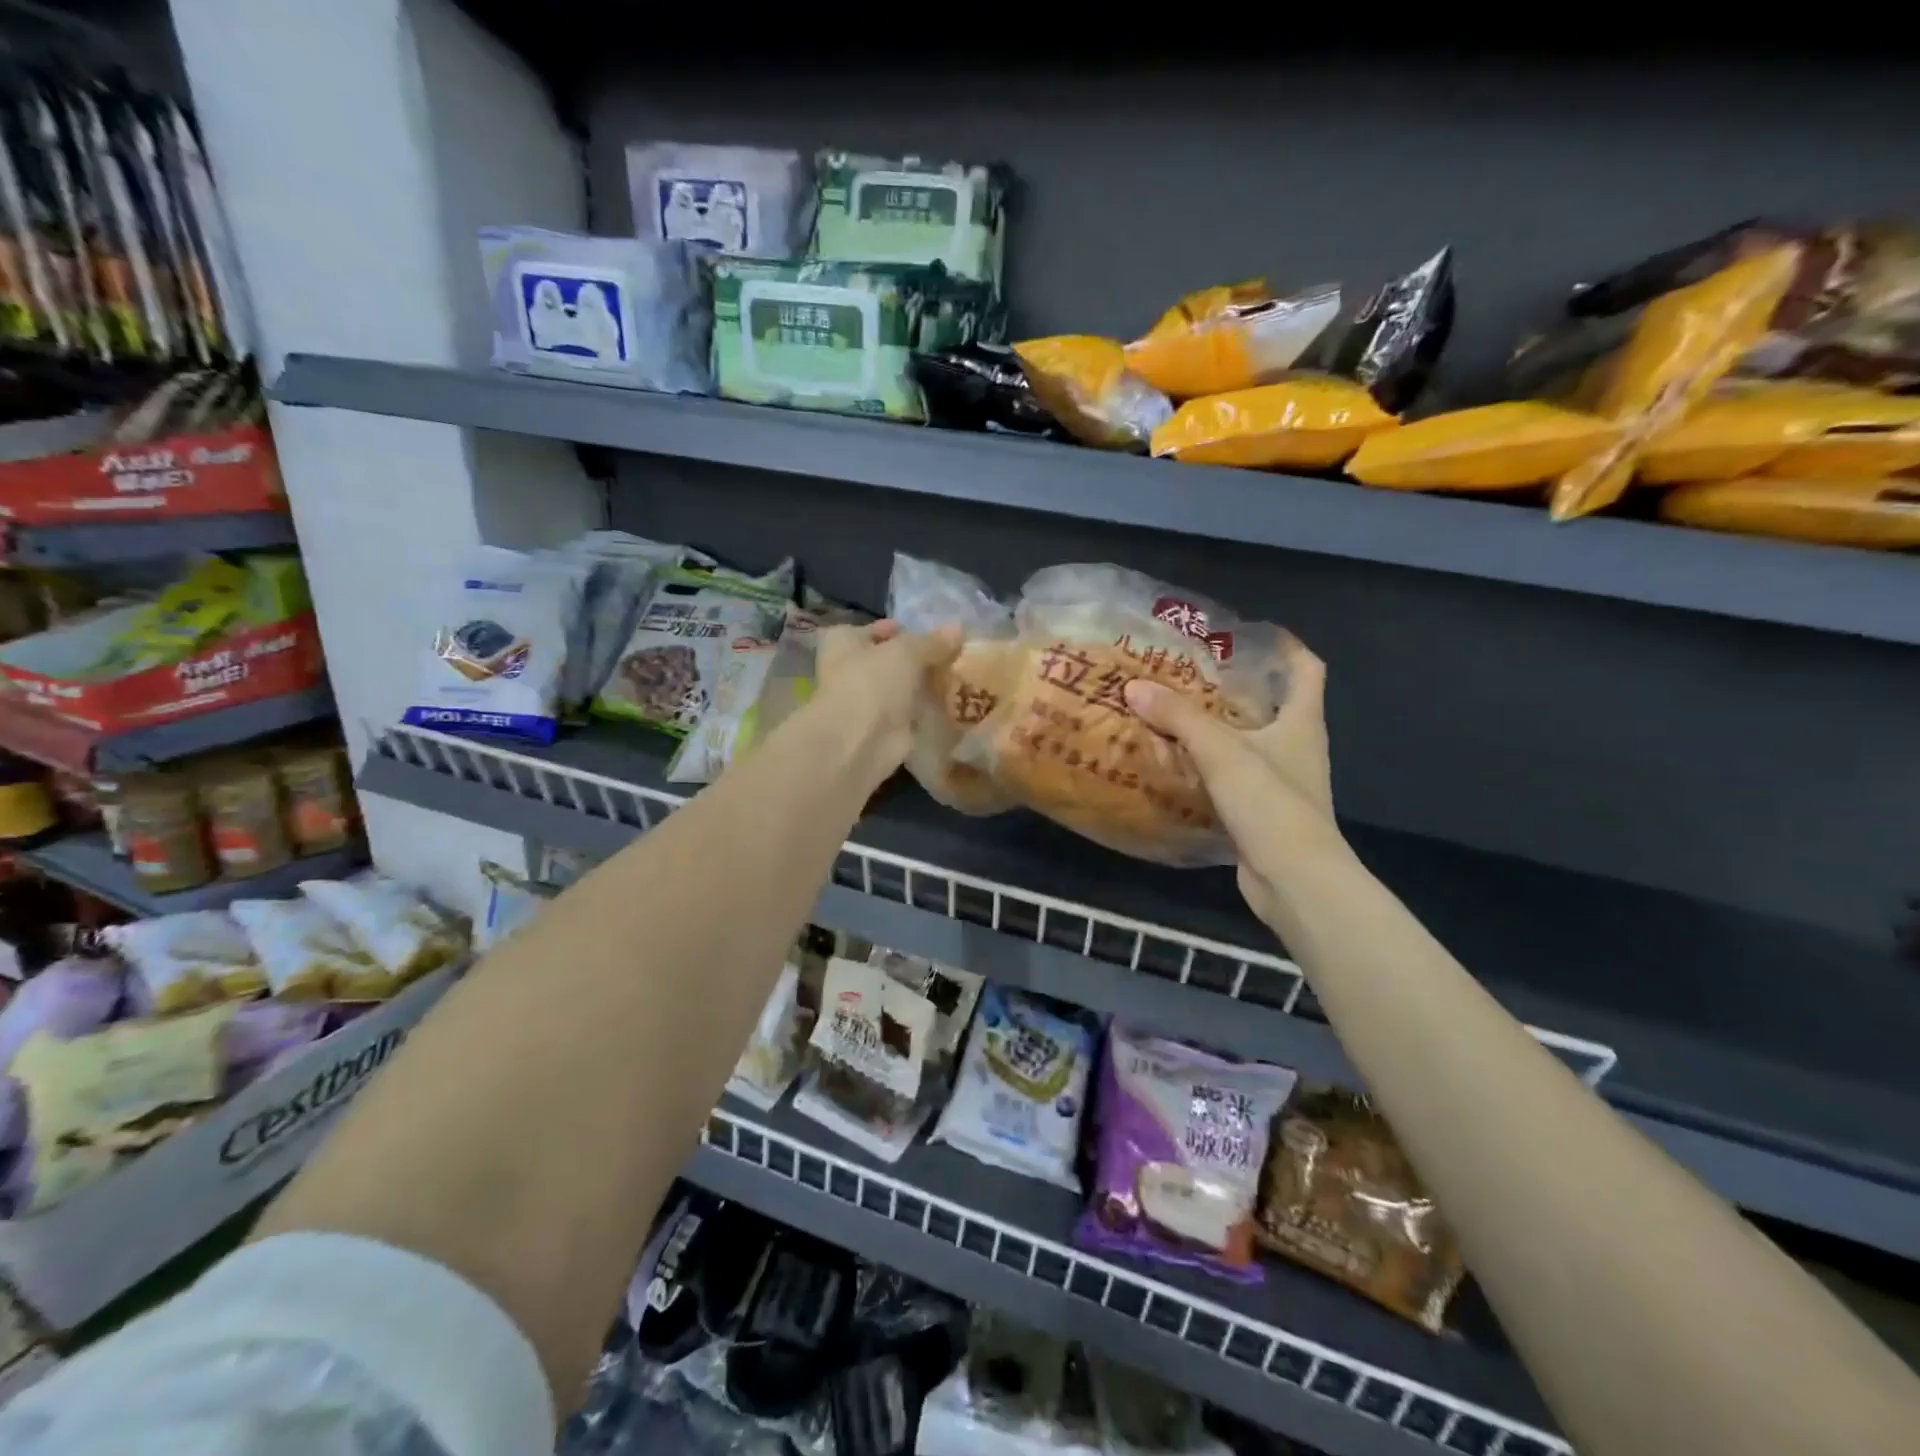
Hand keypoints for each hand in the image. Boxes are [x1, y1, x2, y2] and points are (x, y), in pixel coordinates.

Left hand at [815, 620, 962, 776]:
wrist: (859, 741)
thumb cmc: (872, 682)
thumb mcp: (907, 651)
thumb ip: (933, 641)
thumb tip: (959, 627)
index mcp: (844, 641)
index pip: (877, 629)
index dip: (903, 630)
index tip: (934, 634)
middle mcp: (850, 669)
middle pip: (891, 659)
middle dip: (919, 659)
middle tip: (954, 655)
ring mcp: (866, 701)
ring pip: (902, 687)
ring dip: (925, 685)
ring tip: (960, 677)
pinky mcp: (883, 728)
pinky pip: (910, 712)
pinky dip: (927, 709)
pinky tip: (953, 703)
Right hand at [1124, 637, 1339, 924]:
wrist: (1294, 879)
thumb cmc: (1269, 802)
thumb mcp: (1221, 750)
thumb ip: (1178, 717)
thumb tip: (1134, 686)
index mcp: (1302, 722)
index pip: (1306, 669)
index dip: (1284, 646)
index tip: (1246, 633)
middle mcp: (1297, 747)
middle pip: (1271, 704)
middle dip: (1232, 687)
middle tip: (1187, 673)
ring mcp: (1281, 783)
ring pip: (1246, 743)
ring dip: (1215, 729)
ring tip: (1170, 713)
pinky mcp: (1261, 812)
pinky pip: (1230, 778)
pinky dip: (1205, 768)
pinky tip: (1172, 764)